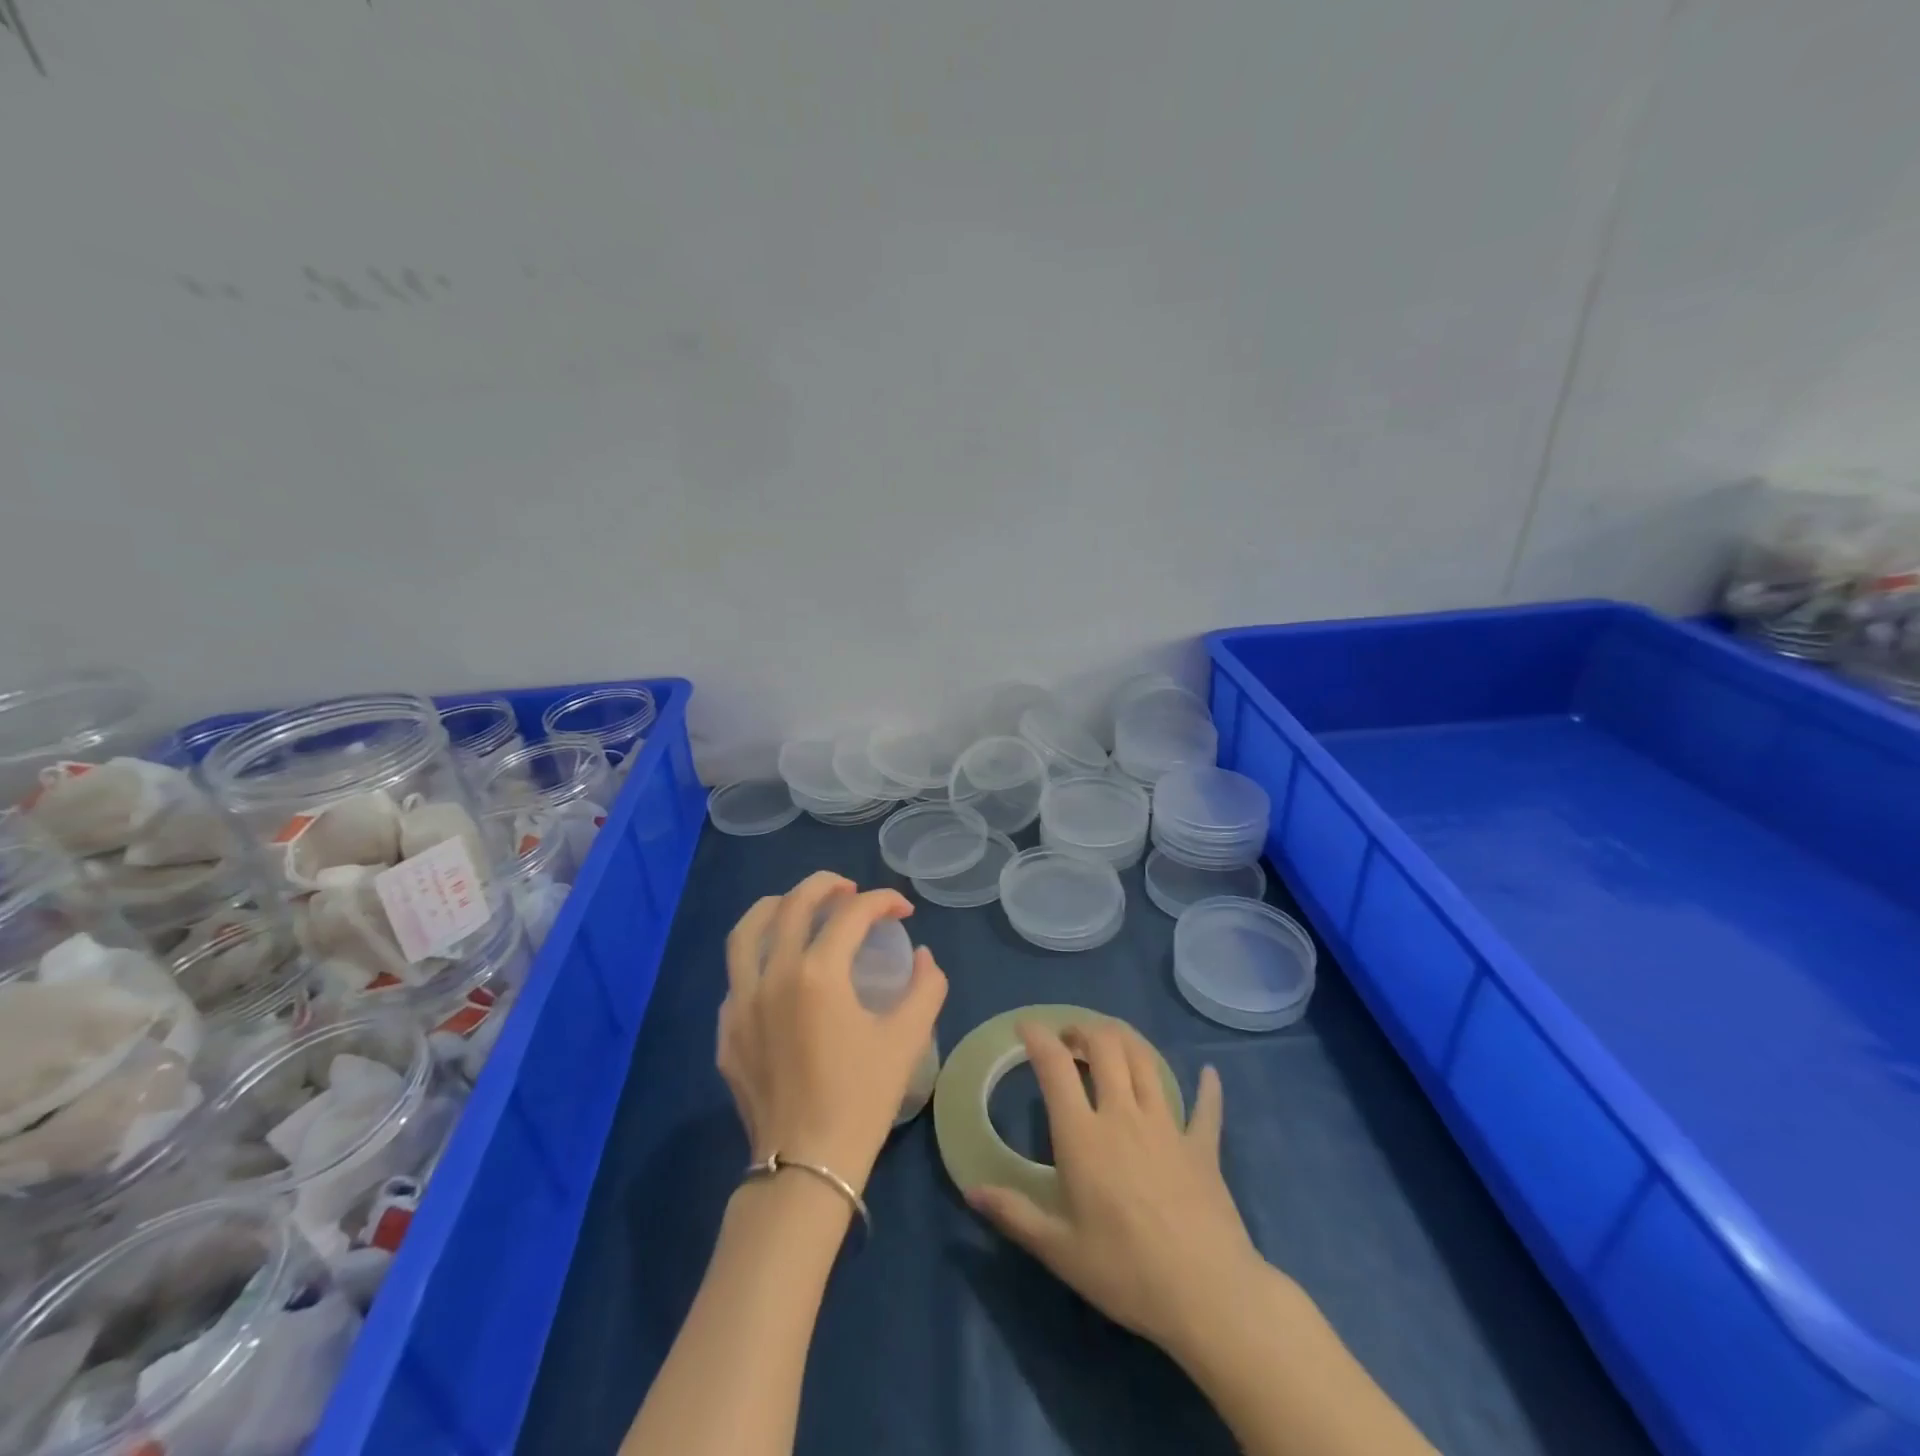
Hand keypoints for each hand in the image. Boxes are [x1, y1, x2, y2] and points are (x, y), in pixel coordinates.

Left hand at [717, 871, 946, 1195]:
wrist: (807, 1166)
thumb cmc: (861, 1099)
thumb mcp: (907, 1039)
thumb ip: (925, 987)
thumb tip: (922, 957)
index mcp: (819, 974)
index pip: (852, 913)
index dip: (883, 901)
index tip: (903, 910)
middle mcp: (773, 975)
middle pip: (794, 904)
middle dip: (826, 885)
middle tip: (851, 889)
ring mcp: (740, 1002)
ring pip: (747, 931)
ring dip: (777, 906)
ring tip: (800, 906)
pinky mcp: (726, 1030)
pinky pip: (737, 976)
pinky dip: (759, 956)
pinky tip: (779, 970)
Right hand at [967, 1022, 1260, 1357]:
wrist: (1207, 1295)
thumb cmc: (1125, 1272)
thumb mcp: (1059, 1250)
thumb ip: (1014, 1214)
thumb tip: (971, 1190)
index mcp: (1083, 1135)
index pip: (1055, 1067)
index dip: (1038, 1037)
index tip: (1025, 1026)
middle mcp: (1123, 1114)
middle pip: (1105, 1046)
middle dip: (1083, 1030)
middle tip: (1069, 1038)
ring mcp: (1167, 1125)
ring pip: (1146, 1061)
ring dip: (1126, 1041)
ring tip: (1112, 1043)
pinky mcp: (1202, 1145)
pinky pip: (1206, 1106)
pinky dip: (1206, 1087)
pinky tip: (1208, 1074)